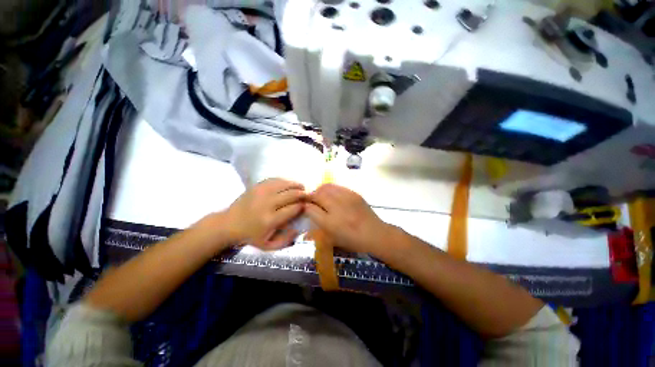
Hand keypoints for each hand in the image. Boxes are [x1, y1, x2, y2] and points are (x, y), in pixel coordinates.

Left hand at [225, 178, 305, 249]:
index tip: (306, 206)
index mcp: (270, 220)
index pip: (293, 208)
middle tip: (308, 195)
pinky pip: (276, 179)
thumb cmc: (250, 235)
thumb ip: (285, 241)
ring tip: (302, 187)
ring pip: (285, 184)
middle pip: (291, 194)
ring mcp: (261, 192)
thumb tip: (298, 229)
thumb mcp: (268, 246)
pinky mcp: (257, 186)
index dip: (302, 206)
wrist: (229, 224)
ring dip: (296, 185)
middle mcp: (267, 204)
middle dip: (303, 194)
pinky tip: (289, 184)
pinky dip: (285, 181)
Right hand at [305, 184, 391, 254]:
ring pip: (327, 187)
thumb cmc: (353, 240)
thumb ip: (318, 228)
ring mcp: (346, 198)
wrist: (375, 233)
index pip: (310, 208)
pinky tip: (332, 195)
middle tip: (311, 200)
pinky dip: (331, 189)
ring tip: (321, 195)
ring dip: (320, 190)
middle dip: (311, 196)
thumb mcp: (333, 238)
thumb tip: (306, 219)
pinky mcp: (354, 193)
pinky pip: (337, 187)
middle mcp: (337, 208)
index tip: (304, 206)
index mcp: (331, 222)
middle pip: (318, 194)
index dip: (305, 206)